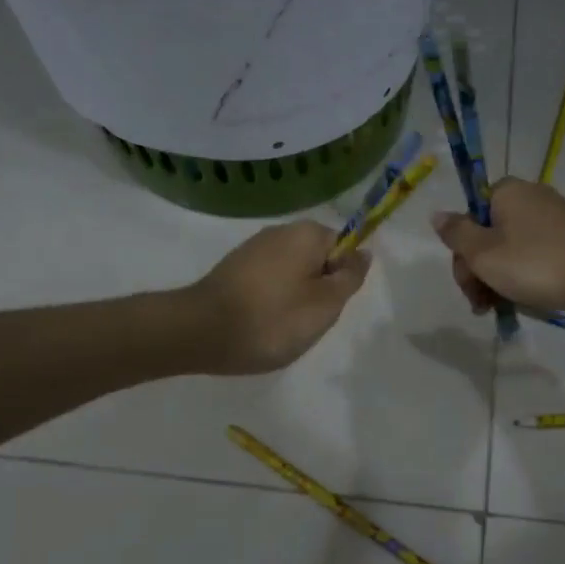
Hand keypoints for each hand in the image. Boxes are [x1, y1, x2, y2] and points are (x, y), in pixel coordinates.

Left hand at [183, 222, 370, 374]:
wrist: (200, 332)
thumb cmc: (273, 319)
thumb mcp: (326, 304)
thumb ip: (350, 277)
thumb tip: (363, 252)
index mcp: (306, 233)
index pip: (344, 247)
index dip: (342, 278)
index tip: (329, 305)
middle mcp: (280, 231)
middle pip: (318, 260)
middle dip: (319, 290)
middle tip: (308, 321)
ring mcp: (252, 249)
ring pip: (293, 274)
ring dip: (295, 299)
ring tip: (282, 327)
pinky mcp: (233, 268)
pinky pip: (268, 283)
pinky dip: (271, 302)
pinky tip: (261, 324)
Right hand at [433, 178, 564, 316]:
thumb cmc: (536, 264)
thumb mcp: (484, 253)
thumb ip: (456, 234)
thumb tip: (437, 215)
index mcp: (506, 192)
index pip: (469, 217)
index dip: (462, 252)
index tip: (468, 282)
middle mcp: (529, 198)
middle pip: (488, 235)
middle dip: (479, 271)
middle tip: (482, 304)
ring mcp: (552, 220)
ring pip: (510, 250)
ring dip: (498, 280)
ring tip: (499, 310)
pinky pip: (534, 257)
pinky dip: (523, 278)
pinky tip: (522, 301)